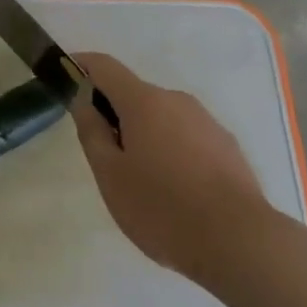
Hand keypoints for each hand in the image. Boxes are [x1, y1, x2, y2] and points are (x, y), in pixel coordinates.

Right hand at [72, 53, 271, 282]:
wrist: (240, 241)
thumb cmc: (163, 209)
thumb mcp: (111, 176)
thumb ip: (92, 132)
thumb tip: (83, 99)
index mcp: (144, 101)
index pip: (104, 66)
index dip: (81, 65)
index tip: (65, 74)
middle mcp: (175, 99)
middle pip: (134, 95)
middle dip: (115, 115)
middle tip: (107, 160)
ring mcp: (205, 121)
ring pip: (162, 118)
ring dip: (146, 136)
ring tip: (145, 186)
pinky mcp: (226, 145)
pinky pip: (187, 138)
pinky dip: (173, 152)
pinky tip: (177, 193)